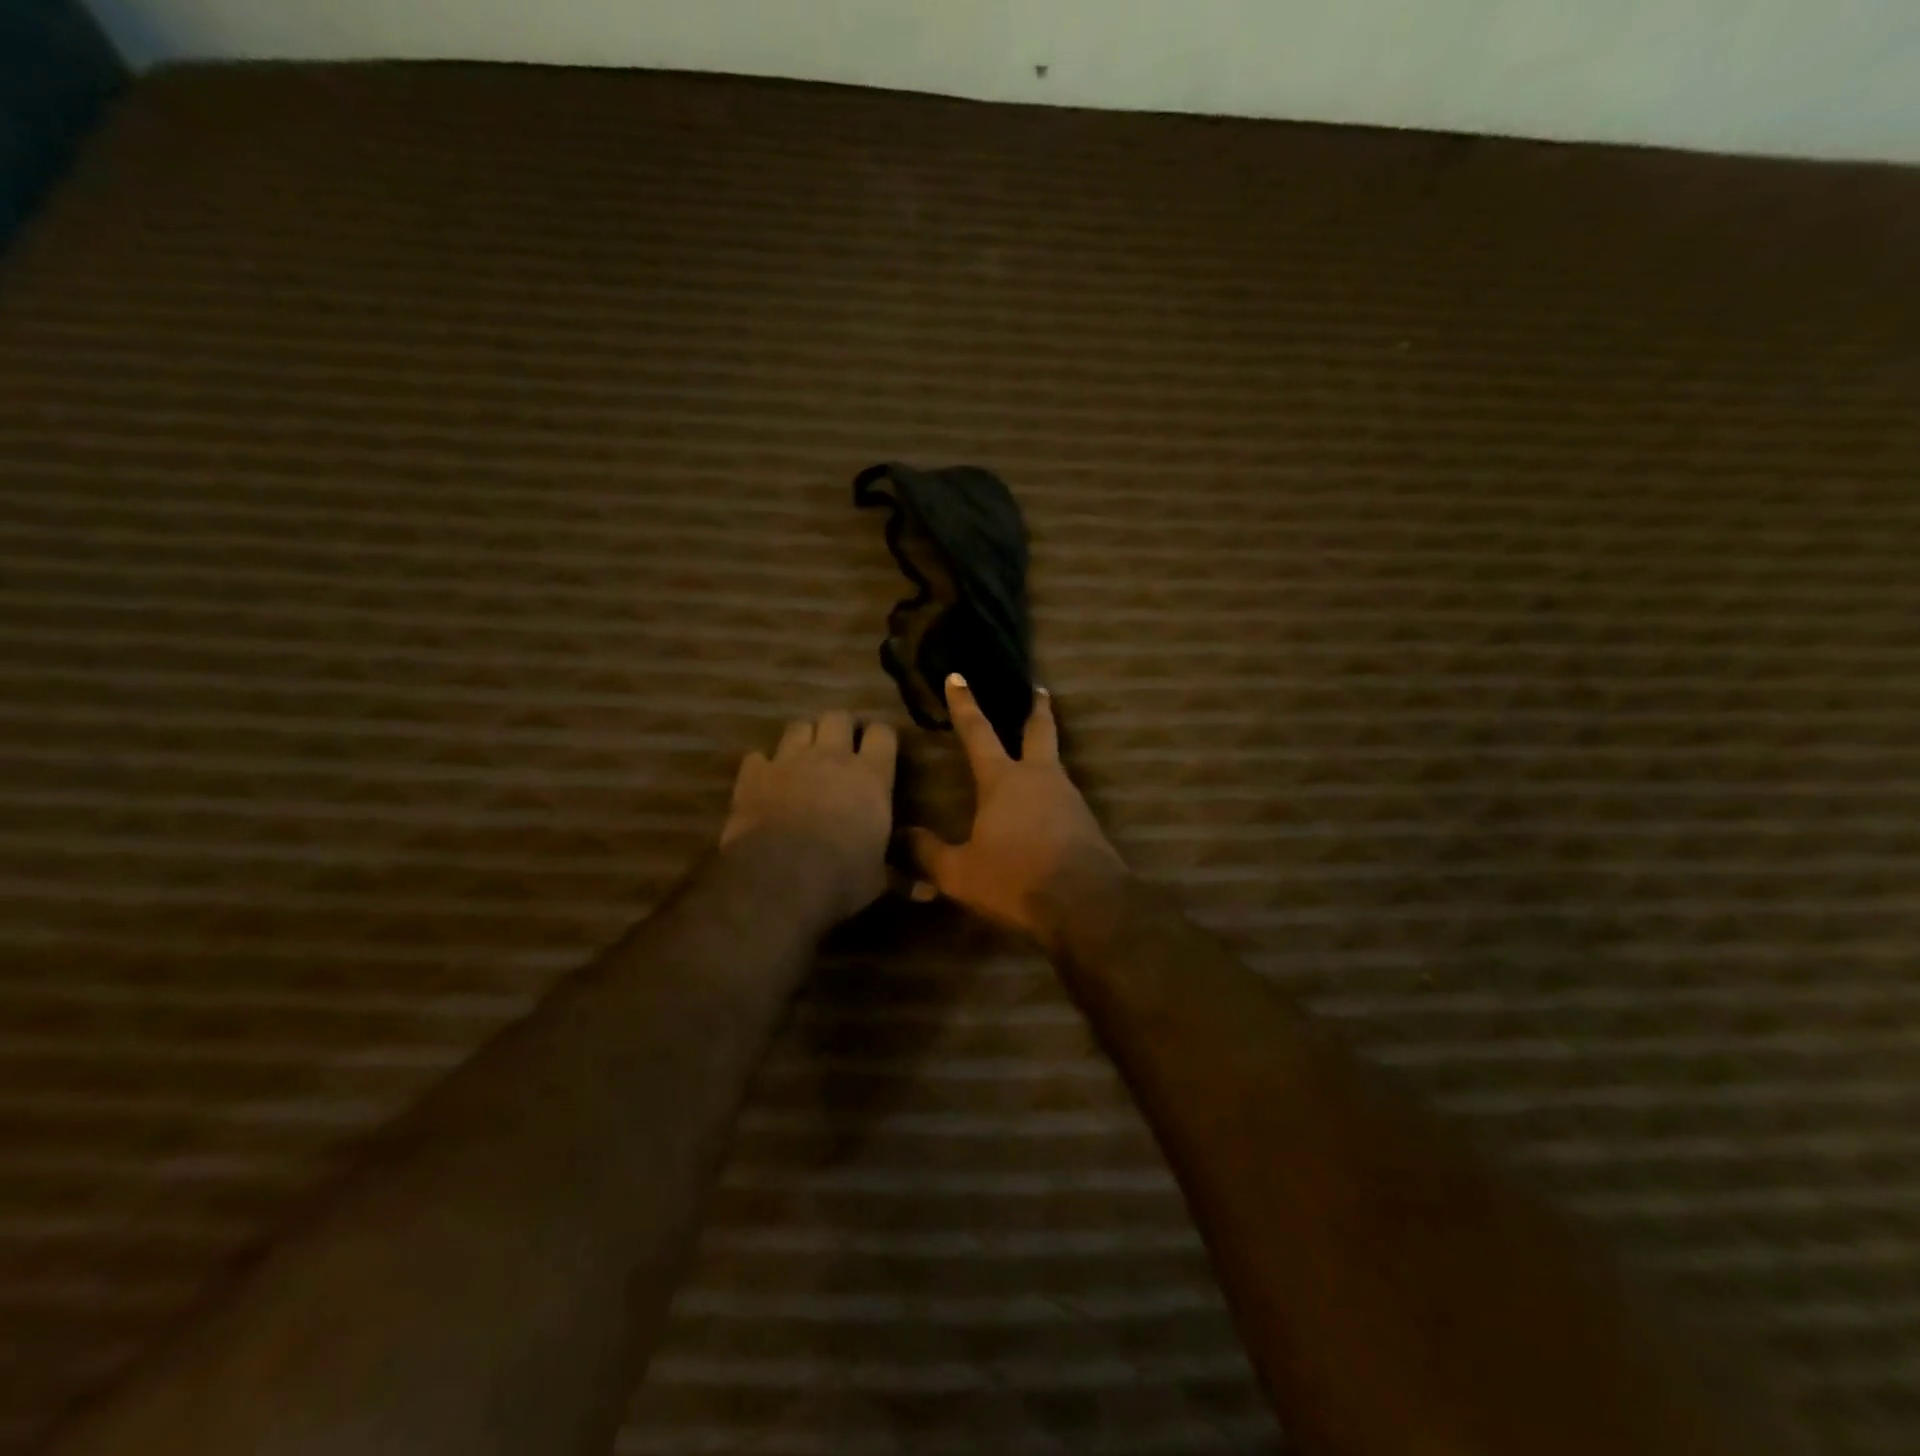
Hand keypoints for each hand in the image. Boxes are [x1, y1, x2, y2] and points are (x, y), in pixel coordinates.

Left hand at [722, 710, 897, 926]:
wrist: (778, 879)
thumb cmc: (840, 878)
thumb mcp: (877, 879)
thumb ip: (897, 873)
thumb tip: (928, 893)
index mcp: (871, 776)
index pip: (883, 733)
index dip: (880, 737)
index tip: (879, 749)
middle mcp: (831, 757)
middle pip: (838, 716)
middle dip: (841, 727)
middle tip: (841, 747)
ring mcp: (789, 761)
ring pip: (798, 726)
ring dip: (804, 738)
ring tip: (804, 756)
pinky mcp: (753, 775)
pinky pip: (757, 757)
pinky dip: (763, 766)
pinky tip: (765, 781)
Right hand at [909, 676, 1125, 946]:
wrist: (1086, 905)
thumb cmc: (1016, 880)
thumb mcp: (960, 873)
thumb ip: (927, 854)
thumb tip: (898, 837)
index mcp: (1003, 780)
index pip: (978, 732)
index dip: (964, 704)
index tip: (958, 677)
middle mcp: (1039, 778)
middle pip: (1039, 731)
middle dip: (1035, 708)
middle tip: (1038, 689)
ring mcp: (1068, 797)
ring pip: (1055, 763)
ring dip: (1045, 751)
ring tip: (1035, 753)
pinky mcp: (1086, 821)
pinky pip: (1064, 796)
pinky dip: (1052, 791)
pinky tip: (1045, 807)